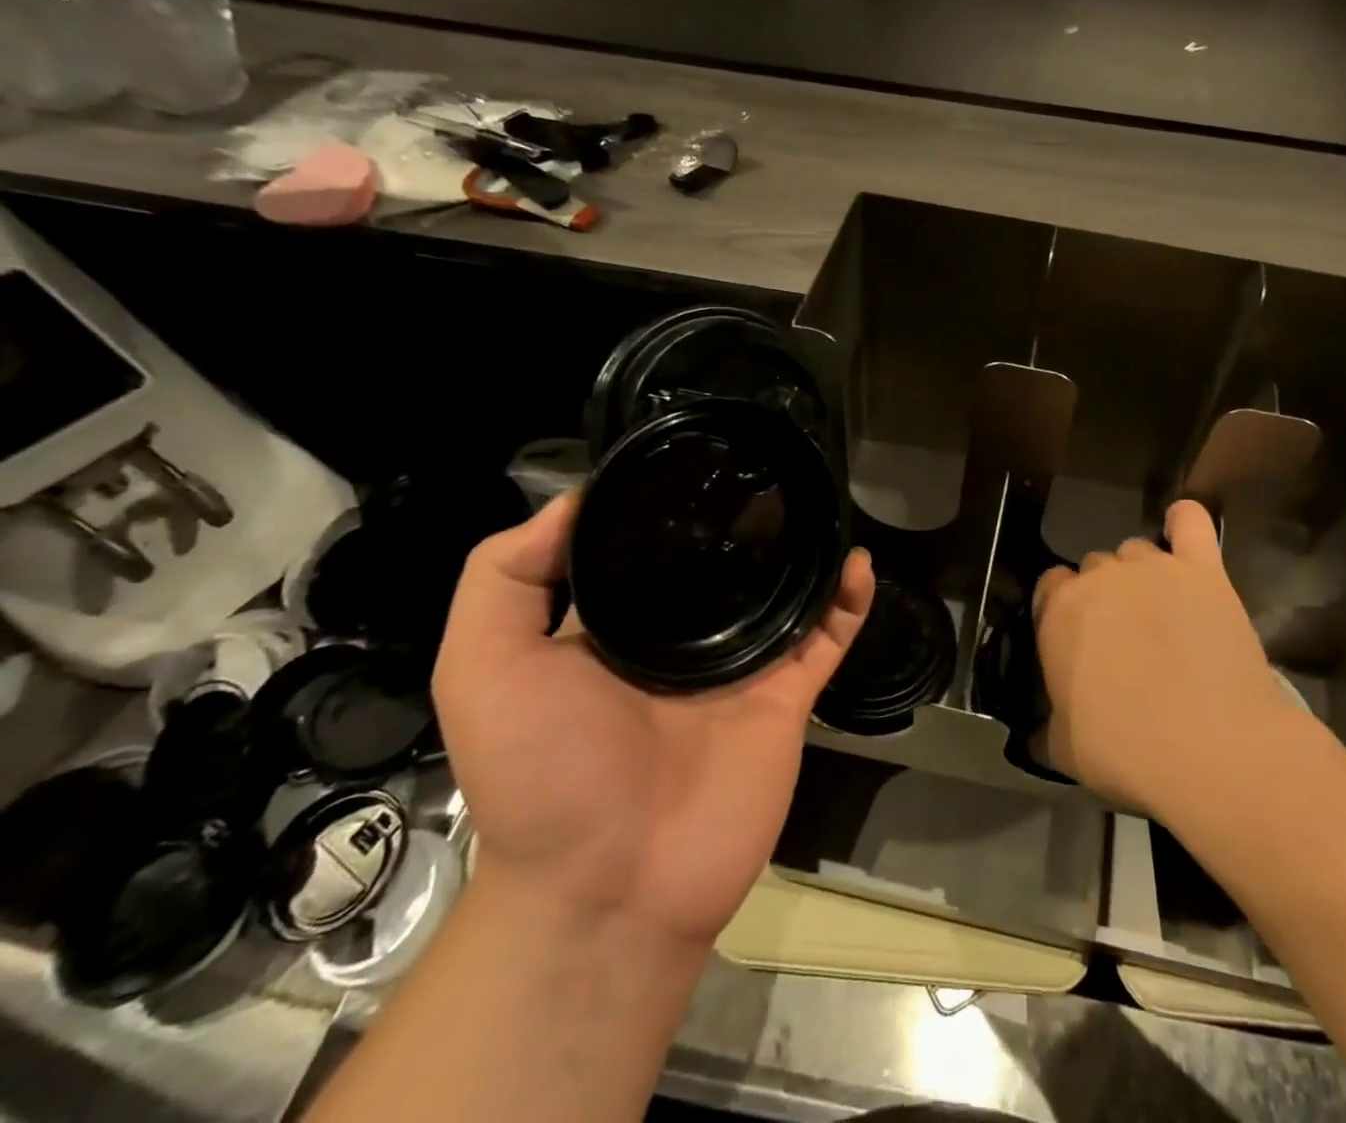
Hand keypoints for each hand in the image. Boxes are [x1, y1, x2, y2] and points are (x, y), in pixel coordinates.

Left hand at [433, 493, 874, 945]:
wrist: (610, 885)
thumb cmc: (542, 772)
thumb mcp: (485, 667)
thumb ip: (504, 577)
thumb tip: (574, 502)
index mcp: (616, 631)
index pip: (648, 552)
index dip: (667, 508)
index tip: (692, 462)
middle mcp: (682, 644)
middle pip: (725, 568)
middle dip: (745, 523)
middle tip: (768, 473)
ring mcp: (741, 670)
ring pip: (784, 597)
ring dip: (805, 555)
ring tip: (818, 504)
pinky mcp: (787, 697)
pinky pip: (827, 639)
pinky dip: (849, 601)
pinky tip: (858, 562)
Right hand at [1033, 500, 1283, 814]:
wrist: (1210, 747)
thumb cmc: (1125, 749)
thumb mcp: (1064, 749)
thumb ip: (1046, 728)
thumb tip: (1035, 733)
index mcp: (1059, 611)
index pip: (1050, 586)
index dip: (1062, 611)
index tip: (1075, 642)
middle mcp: (1101, 577)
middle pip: (1095, 567)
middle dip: (1104, 596)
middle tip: (1123, 639)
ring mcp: (1154, 567)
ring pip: (1136, 550)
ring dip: (1140, 574)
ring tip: (1160, 611)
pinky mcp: (1204, 570)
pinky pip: (1190, 523)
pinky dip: (1184, 522)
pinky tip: (1182, 531)